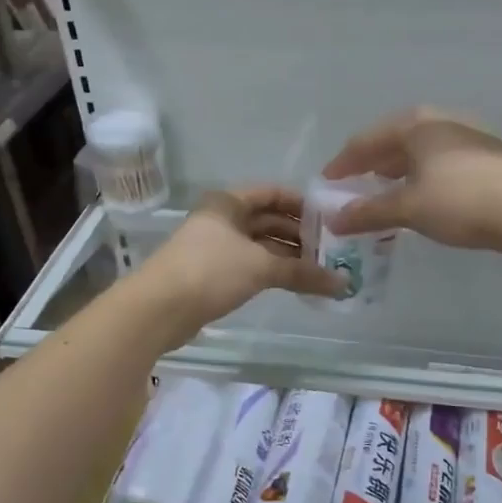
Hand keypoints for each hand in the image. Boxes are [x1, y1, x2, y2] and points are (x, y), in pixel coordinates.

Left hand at [136, 186, 345, 338]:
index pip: (273, 193)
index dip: (302, 204)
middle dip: (299, 235)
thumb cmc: (210, 271)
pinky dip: (273, 272)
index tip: (330, 219)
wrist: (159, 309)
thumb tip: (343, 283)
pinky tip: (296, 284)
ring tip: (321, 270)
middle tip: (332, 250)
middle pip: (268, 220)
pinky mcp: (213, 274)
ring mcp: (215, 247)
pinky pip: (251, 266)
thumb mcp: (261, 266)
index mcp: (228, 202)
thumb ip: (303, 272)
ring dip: (289, 257)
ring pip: (260, 246)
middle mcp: (222, 219)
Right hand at [322, 108, 501, 250]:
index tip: (327, 182)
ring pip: (422, 149)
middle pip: (396, 139)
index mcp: (416, 124)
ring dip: (400, 169)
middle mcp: (442, 121)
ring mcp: (470, 135)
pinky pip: (443, 160)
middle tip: (355, 183)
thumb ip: (368, 212)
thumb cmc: (459, 200)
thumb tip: (334, 220)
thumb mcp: (407, 208)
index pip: (367, 140)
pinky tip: (425, 194)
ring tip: (387, 189)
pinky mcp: (491, 156)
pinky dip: (424, 175)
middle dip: (373, 162)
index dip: (343, 162)